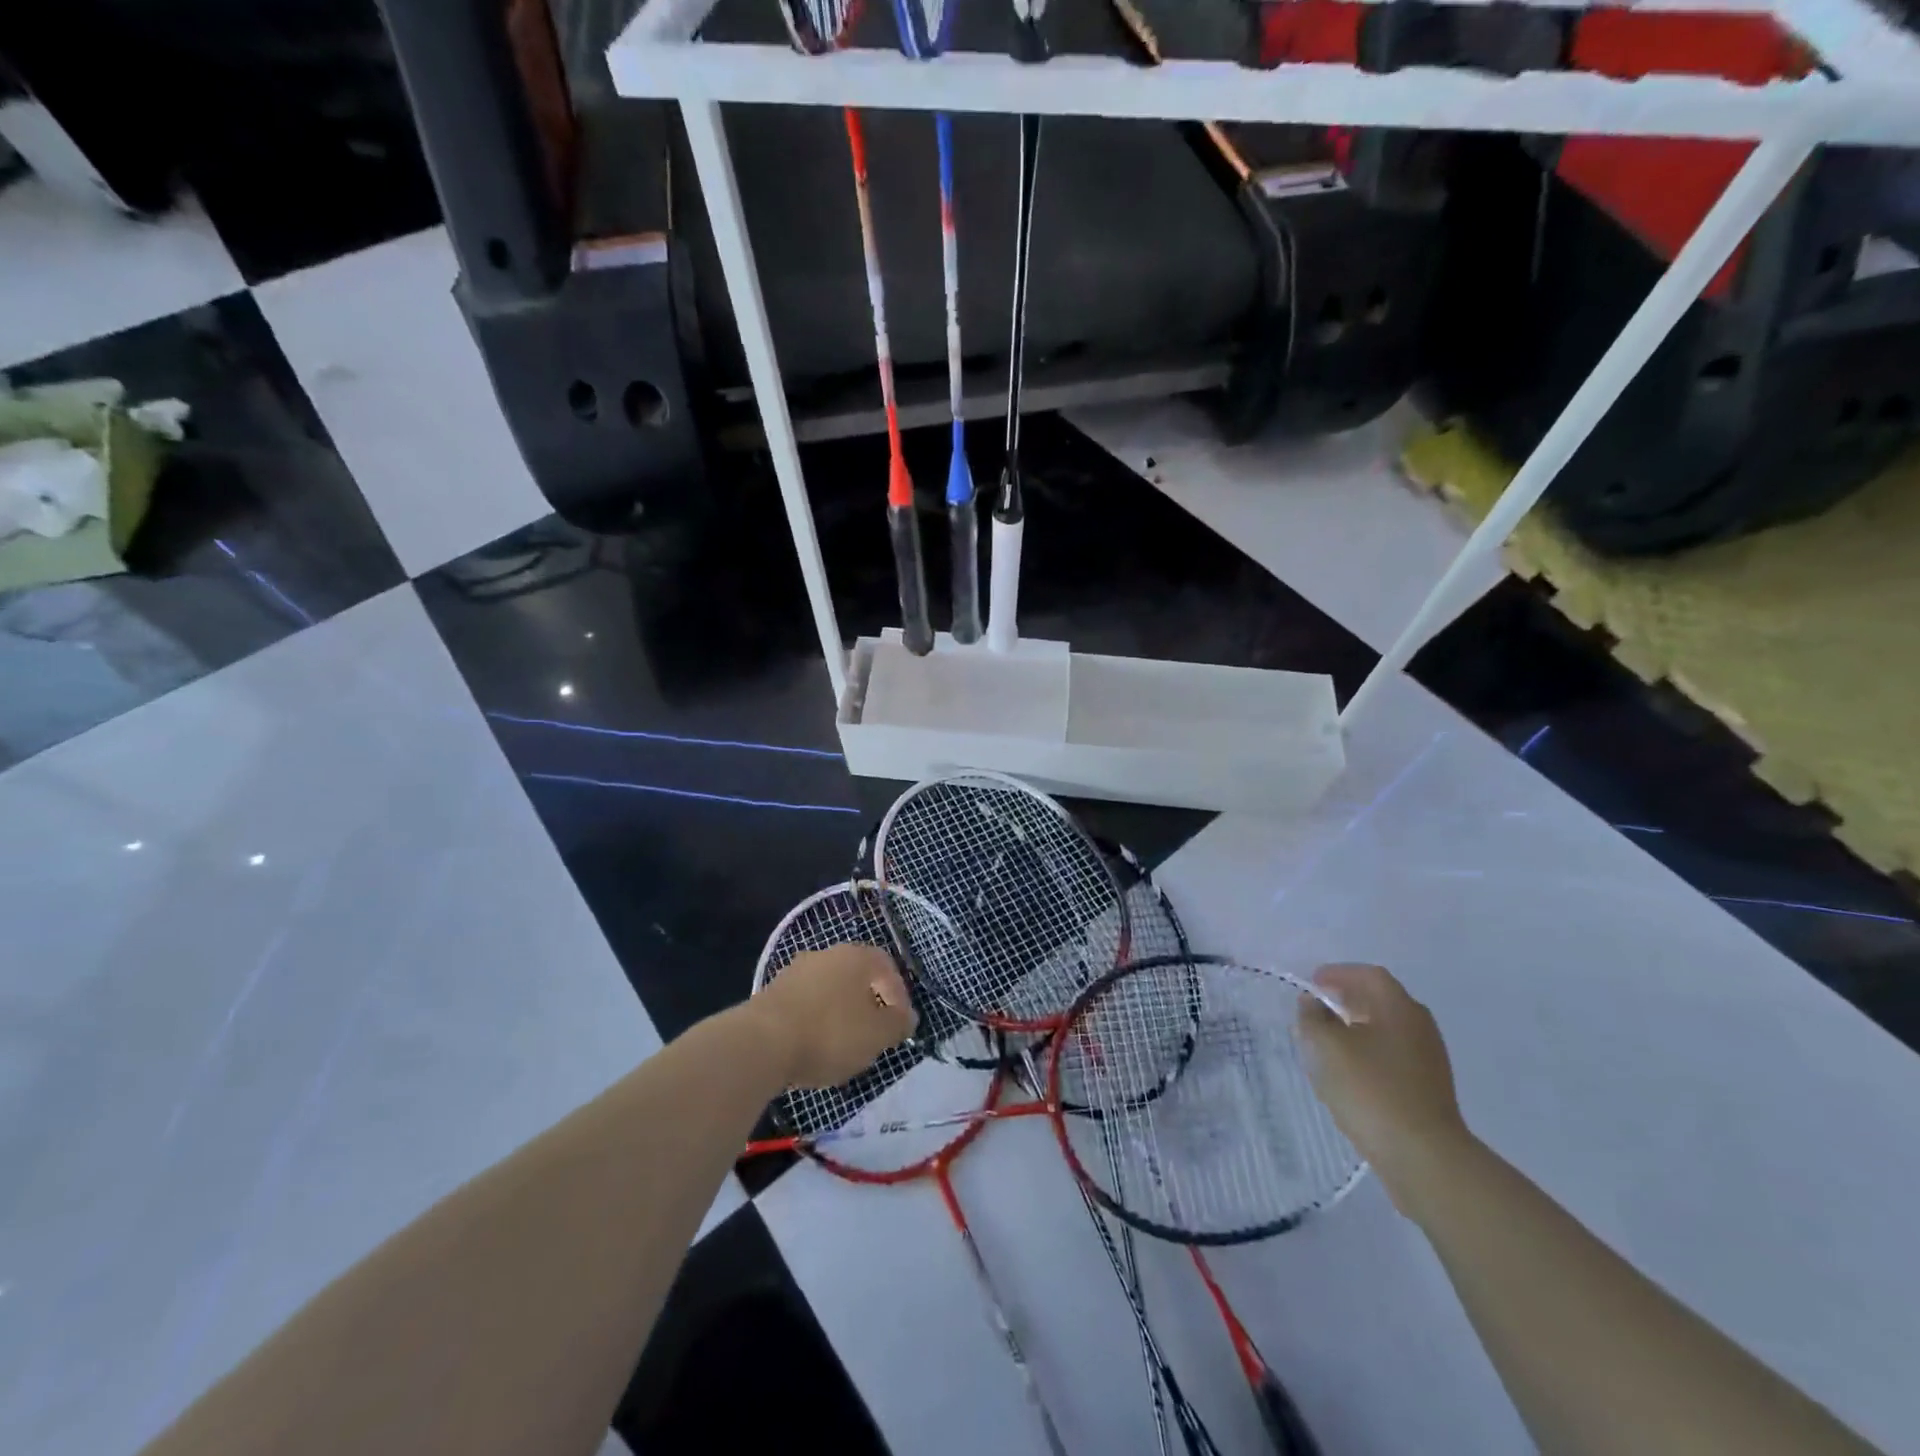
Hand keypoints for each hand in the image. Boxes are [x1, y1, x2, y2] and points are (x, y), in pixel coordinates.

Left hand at [750, 943, 917, 1088]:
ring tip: (842, 1045)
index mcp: (855, 956)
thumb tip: (907, 1016)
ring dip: (839, 1012)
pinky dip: (814, 1020)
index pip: (886, 966)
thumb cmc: (830, 1033)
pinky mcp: (771, 993)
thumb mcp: (877, 1035)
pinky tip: (812, 1046)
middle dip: (867, 1003)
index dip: (898, 993)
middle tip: (872, 1034)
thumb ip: (898, 1024)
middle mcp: (826, 954)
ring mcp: (795, 971)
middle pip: (855, 975)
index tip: (899, 1023)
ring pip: (828, 989)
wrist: (761, 1043)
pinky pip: (804, 1003)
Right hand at [1297, 963, 1473, 1210]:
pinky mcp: (1429, 1089)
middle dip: (1349, 998)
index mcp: (1399, 1008)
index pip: (1369, 975)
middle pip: (1382, 1000)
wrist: (1423, 1156)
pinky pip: (1394, 1055)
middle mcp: (1420, 1027)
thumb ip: (1313, 1018)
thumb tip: (1313, 1003)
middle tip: (1319, 1006)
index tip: (1313, 982)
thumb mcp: (1326, 1047)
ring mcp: (1429, 1060)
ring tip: (1329, 1038)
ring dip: (1359, 1026)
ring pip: (1388, 1029)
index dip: (1339, 973)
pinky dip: (1370, 1050)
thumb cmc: (1371, 1090)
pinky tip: (1351, 1070)